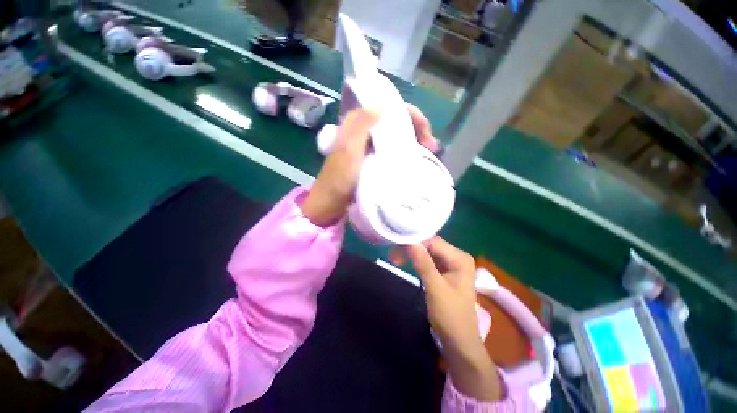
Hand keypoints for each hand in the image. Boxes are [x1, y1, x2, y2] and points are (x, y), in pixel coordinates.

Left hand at [301, 105, 438, 225]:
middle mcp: (364, 130)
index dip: (411, 116)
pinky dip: (404, 152)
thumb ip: (362, 124)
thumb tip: (386, 102)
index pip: (389, 108)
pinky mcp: (371, 159)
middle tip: (432, 146)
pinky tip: (414, 160)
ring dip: (413, 141)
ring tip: (429, 154)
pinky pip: (391, 149)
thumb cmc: (339, 179)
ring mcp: (368, 145)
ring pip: (395, 135)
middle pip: (395, 121)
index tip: (426, 133)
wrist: (330, 202)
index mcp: (357, 123)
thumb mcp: (349, 150)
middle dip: (416, 130)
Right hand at [406, 237, 501, 400]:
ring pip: (427, 251)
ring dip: (411, 253)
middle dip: (412, 247)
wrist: (459, 341)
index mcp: (460, 258)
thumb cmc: (450, 316)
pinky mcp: (444, 271)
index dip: (415, 240)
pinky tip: (404, 260)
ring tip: (395, 256)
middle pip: (430, 245)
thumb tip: (410, 241)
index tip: (396, 242)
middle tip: (392, 252)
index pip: (434, 241)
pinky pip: (428, 259)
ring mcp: (451, 263)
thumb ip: (423, 264)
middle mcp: (457, 257)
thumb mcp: (435, 288)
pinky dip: (415, 260)